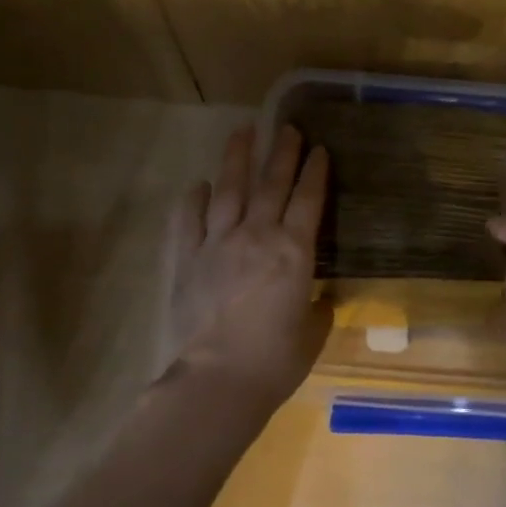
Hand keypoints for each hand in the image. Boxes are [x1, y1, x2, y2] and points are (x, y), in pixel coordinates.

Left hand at [162, 126, 330, 417]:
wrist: (218, 379)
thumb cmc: (275, 361)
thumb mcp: (312, 334)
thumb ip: (317, 309)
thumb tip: (317, 299)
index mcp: (294, 252)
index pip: (308, 200)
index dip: (315, 172)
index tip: (319, 149)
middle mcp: (257, 236)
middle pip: (271, 184)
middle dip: (282, 152)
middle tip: (288, 127)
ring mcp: (217, 244)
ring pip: (229, 190)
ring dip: (237, 159)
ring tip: (243, 131)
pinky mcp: (186, 259)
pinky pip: (188, 220)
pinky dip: (193, 200)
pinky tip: (198, 186)